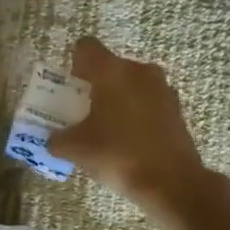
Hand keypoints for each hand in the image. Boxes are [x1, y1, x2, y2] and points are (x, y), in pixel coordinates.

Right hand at [50, 38, 214, 210]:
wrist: (171, 182)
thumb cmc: (118, 154)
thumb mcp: (75, 149)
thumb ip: (57, 139)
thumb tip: (53, 139)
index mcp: (112, 71)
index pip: (85, 47)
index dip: (73, 64)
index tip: (70, 90)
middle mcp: (139, 71)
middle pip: (109, 67)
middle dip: (94, 85)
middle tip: (83, 113)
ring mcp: (162, 89)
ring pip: (130, 84)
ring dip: (116, 100)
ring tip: (106, 129)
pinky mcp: (176, 109)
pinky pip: (147, 102)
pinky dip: (135, 114)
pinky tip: (128, 141)